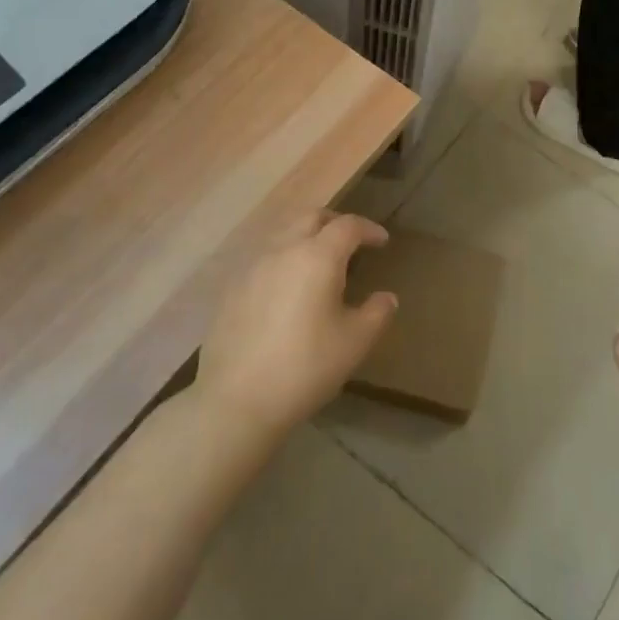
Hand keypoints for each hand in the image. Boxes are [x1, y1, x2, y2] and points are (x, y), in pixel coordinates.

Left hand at [195, 211, 396, 443]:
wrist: (236, 401)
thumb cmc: (305, 367)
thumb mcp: (355, 342)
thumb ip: (377, 313)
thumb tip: (386, 297)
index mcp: (317, 256)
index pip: (348, 226)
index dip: (368, 229)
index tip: (382, 241)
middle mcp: (283, 250)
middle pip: (311, 217)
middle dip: (335, 223)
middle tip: (351, 242)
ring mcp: (252, 267)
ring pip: (284, 233)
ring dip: (306, 237)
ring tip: (319, 262)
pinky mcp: (232, 288)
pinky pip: (264, 257)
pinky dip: (284, 258)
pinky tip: (287, 287)